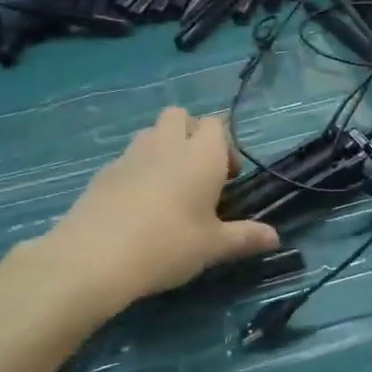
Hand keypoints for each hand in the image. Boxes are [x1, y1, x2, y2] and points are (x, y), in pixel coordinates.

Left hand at [38, 108, 279, 314]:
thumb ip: (245, 237)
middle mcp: (166, 145)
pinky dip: (137, 170)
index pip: (216, 125)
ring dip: (163, 148)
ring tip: (168, 188)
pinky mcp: (103, 172)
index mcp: (200, 155)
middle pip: (179, 115)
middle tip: (197, 174)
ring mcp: (130, 155)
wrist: (95, 256)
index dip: (225, 145)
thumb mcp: (213, 247)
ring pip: (151, 133)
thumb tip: (276, 238)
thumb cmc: (168, 245)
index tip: (228, 178)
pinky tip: (137, 206)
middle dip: (191, 133)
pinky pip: (127, 158)